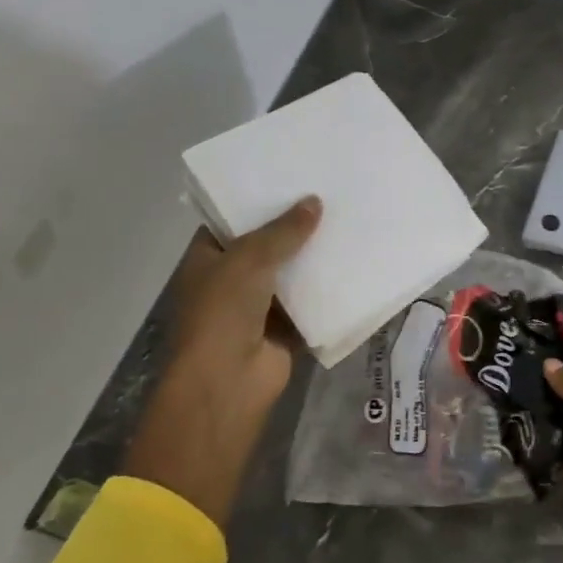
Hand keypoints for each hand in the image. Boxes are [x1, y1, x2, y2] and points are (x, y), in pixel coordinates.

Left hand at [123, 197, 321, 523]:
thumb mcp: (249, 259)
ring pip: (290, 276)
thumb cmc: (223, 312)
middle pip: (265, 247)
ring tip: (347, 224)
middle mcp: (230, 280)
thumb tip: (314, 202)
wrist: (226, 383)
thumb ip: (283, 231)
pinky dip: (327, 292)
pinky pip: (309, 305)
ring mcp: (257, 308)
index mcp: (208, 259)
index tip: (290, 180)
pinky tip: (354, 266)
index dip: (257, 202)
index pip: (231, 222)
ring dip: (313, 259)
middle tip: (329, 197)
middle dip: (293, 229)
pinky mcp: (284, 331)